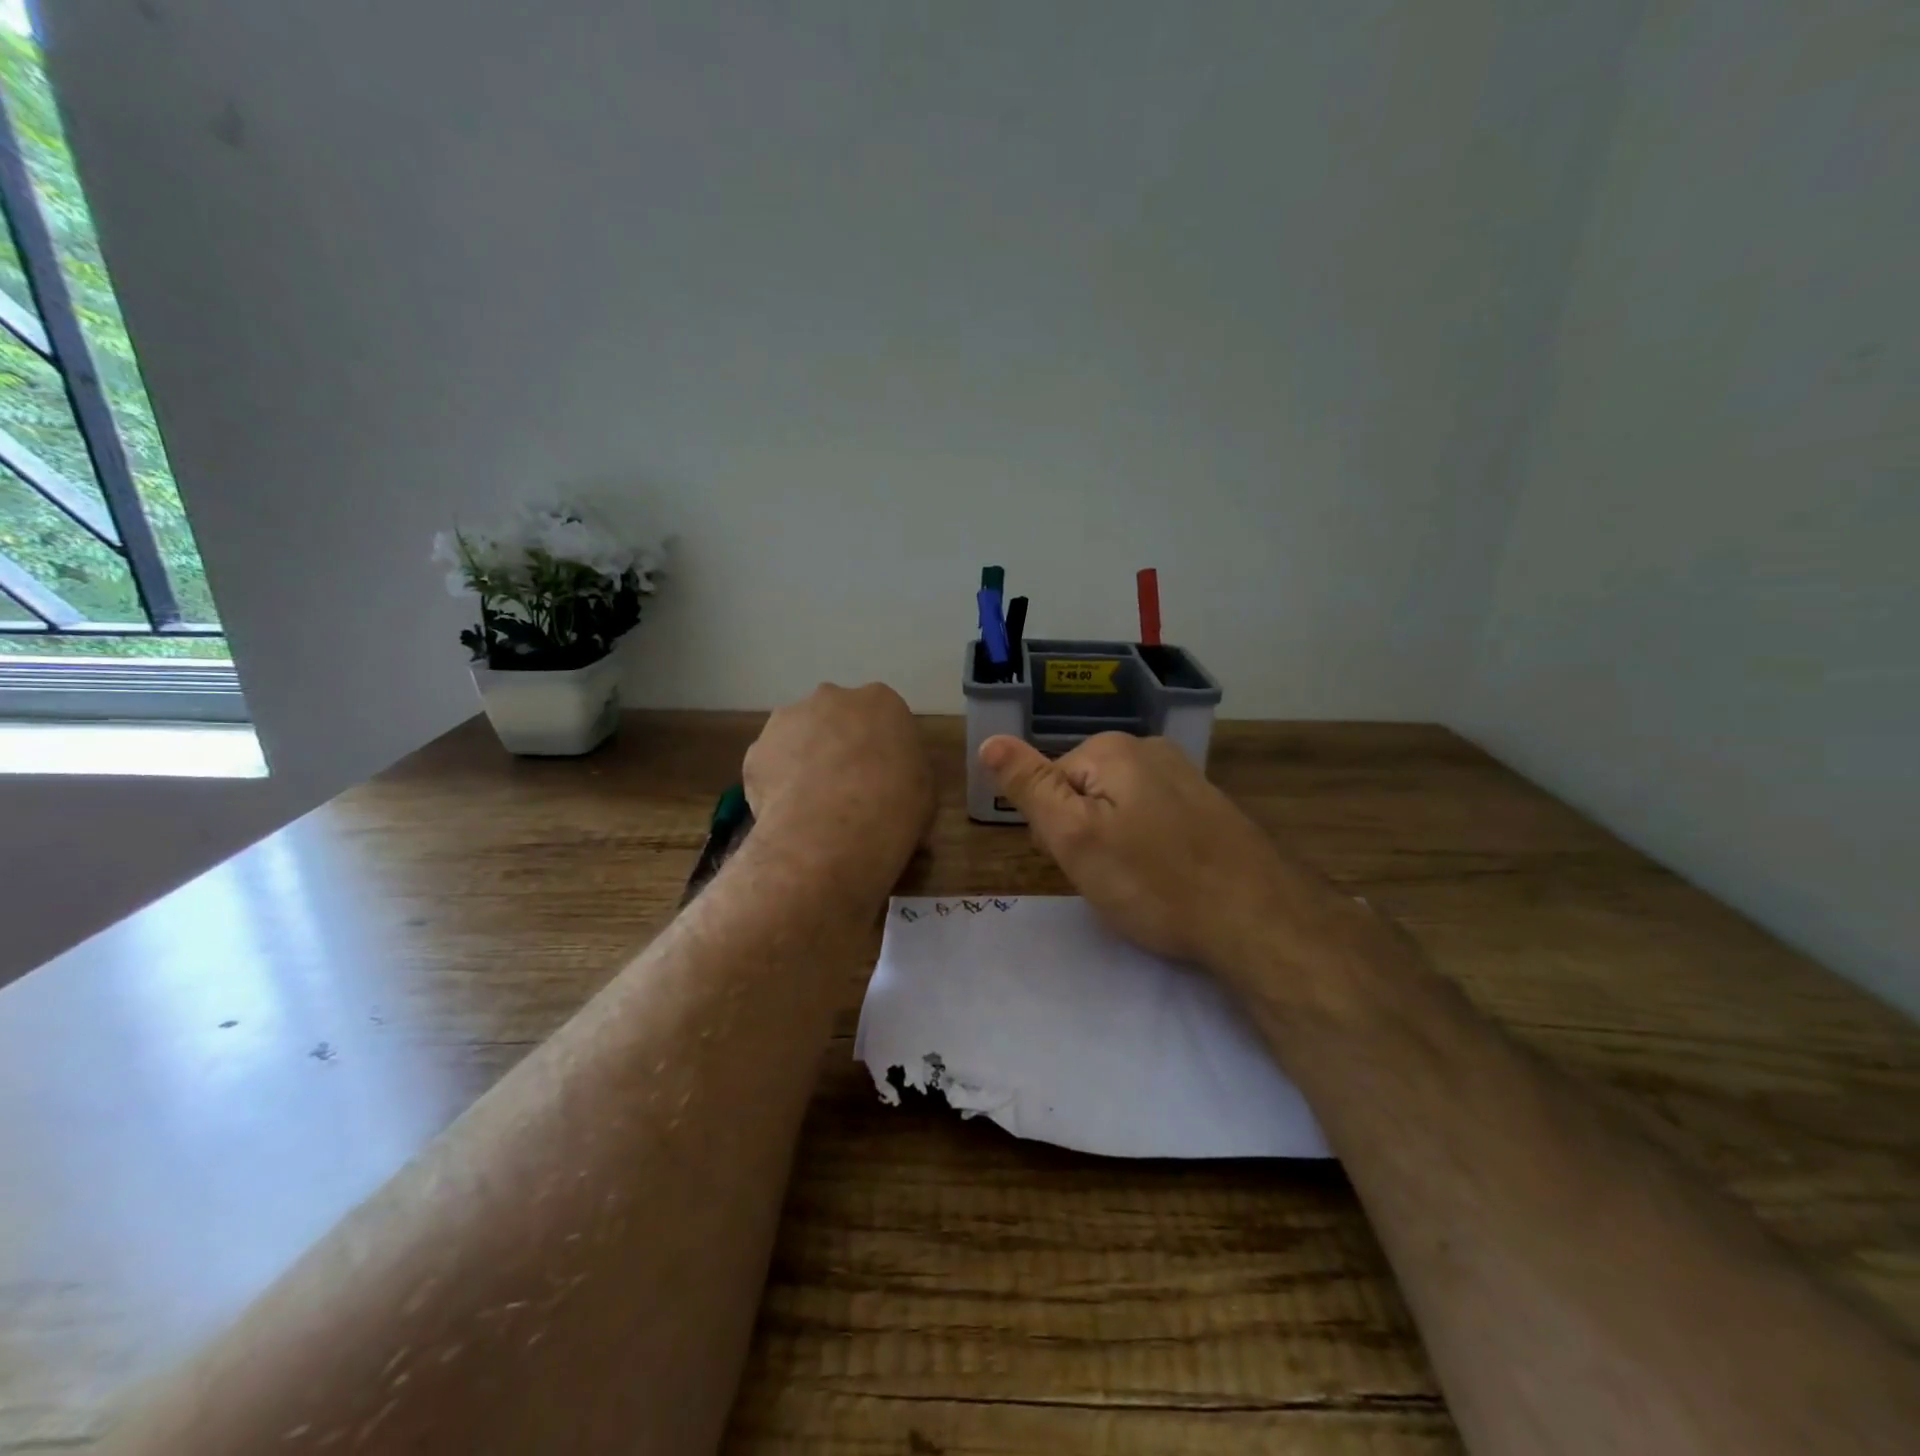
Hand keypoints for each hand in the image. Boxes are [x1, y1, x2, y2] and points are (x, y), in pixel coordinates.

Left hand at [745, 683, 932, 897]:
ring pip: (797, 736)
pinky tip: (787, 814)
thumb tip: (890, 781)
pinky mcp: (756, 750)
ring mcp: (788, 719)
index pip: (881, 717)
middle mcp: (832, 697)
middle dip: (837, 743)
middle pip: (835, 717)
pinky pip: (770, 765)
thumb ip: (904, 771)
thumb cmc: (894, 808)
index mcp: (881, 701)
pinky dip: (776, 784)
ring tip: (812, 804)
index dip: (879, 747)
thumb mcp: (923, 790)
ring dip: (803, 758)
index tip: (881, 775)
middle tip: (845, 786)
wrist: (833, 833)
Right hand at [980, 732, 1334, 984]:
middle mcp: (1149, 749)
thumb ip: (1030, 787)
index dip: (1053, 830)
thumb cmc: (1153, 881)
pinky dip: (1149, 848)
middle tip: (1109, 876)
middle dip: (1085, 835)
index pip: (1049, 783)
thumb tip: (989, 740)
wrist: (1257, 919)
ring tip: (1139, 883)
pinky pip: (1153, 820)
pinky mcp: (1207, 805)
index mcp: (1112, 750)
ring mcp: (1184, 775)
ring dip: (1116, 844)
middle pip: (1084, 792)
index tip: (1076, 863)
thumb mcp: (1074, 837)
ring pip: (1118, 809)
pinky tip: (1167, 878)